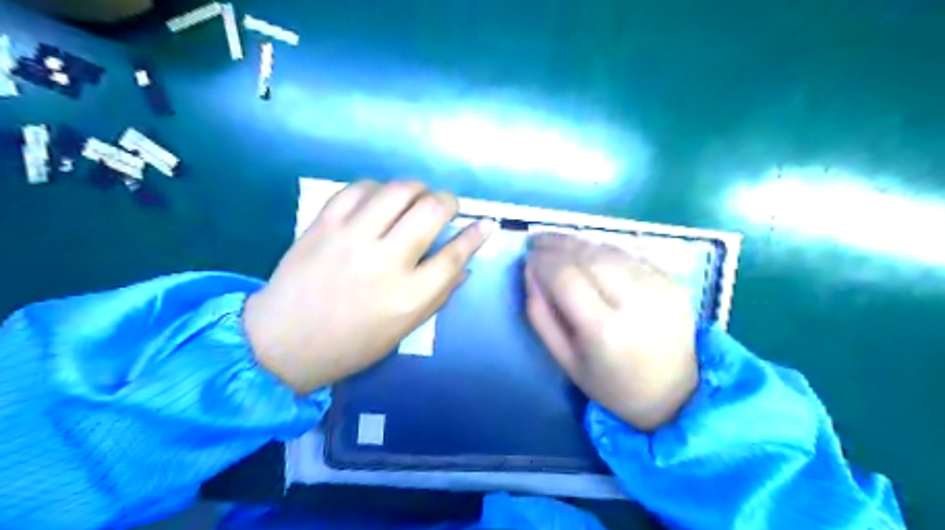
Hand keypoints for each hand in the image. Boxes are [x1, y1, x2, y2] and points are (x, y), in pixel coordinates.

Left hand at [241, 181, 495, 393]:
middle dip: (448, 201)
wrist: (283, 341)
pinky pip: (359, 188)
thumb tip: (464, 264)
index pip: (454, 254)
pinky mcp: (324, 224)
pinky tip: (380, 199)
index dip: (475, 235)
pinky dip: (378, 188)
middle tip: (446, 207)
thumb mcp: (404, 329)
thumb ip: (438, 295)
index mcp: (408, 296)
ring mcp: (351, 237)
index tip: (485, 223)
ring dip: (416, 188)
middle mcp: (384, 261)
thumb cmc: (351, 343)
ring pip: (397, 190)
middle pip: (430, 210)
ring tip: (416, 198)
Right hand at [528, 234, 696, 433]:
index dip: (542, 260)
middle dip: (558, 243)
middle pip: (588, 255)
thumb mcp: (564, 359)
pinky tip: (590, 253)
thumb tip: (530, 270)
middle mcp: (635, 301)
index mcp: (604, 330)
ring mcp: (659, 286)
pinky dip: (604, 248)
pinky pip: (630, 252)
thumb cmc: (611, 384)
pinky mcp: (672, 280)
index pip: (565, 277)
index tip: (528, 256)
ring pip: (609, 248)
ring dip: (579, 242)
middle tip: (538, 241)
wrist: (674, 392)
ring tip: (558, 243)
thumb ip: (540, 314)